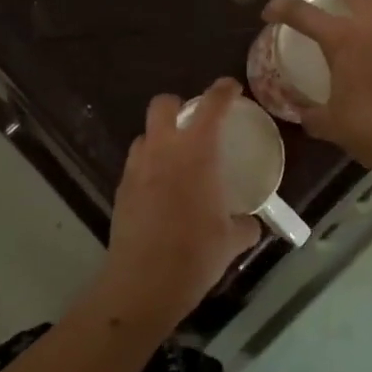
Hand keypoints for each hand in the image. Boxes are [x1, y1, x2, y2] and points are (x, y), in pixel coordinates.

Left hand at [96, 79, 261, 328]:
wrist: (143, 283)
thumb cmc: (195, 255)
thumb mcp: (231, 240)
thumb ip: (245, 224)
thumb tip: (251, 223)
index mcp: (196, 152)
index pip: (210, 106)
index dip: (222, 91)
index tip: (231, 88)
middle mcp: (162, 150)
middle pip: (163, 105)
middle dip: (178, 105)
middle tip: (194, 122)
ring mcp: (136, 168)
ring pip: (145, 135)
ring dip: (160, 138)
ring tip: (176, 160)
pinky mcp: (121, 189)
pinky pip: (136, 164)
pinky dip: (149, 167)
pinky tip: (161, 191)